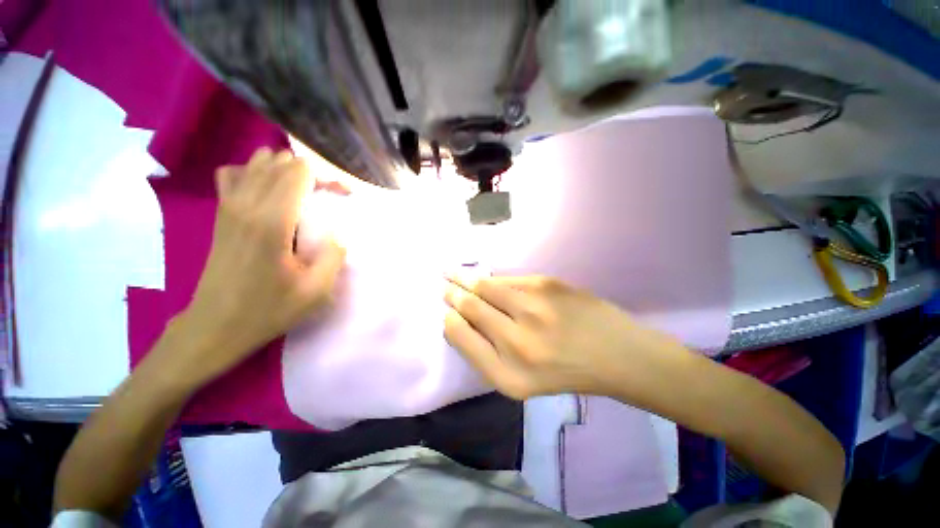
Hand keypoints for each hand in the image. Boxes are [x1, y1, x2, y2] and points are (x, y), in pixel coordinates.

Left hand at [168, 148, 345, 387]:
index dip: (327, 176)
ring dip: (287, 171)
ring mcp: (229, 205)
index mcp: (273, 221)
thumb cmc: (268, 309)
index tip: (343, 195)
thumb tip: (338, 232)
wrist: (215, 325)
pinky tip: (267, 193)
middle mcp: (247, 203)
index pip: (300, 171)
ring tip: (304, 192)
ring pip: (258, 163)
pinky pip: (234, 174)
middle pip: (282, 162)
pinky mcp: (221, 213)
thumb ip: (335, 254)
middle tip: (329, 196)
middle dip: (313, 173)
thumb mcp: (317, 290)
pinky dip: (255, 174)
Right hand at [443, 275, 690, 400]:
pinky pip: (508, 279)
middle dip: (451, 292)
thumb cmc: (565, 371)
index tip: (444, 310)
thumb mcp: (520, 381)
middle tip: (441, 282)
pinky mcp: (547, 284)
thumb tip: (458, 321)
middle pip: (471, 305)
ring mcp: (533, 306)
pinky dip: (493, 279)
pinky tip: (484, 278)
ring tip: (450, 272)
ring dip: (465, 278)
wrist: (616, 353)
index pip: (461, 335)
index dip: (449, 319)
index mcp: (508, 372)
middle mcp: (517, 338)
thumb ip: (484, 354)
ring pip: (486, 286)